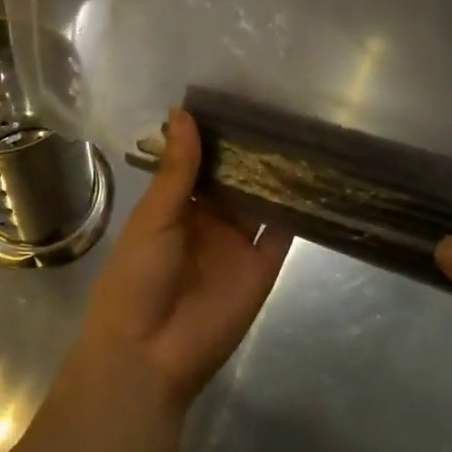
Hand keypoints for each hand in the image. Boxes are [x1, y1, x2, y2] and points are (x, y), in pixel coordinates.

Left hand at [72, 109, 292, 414]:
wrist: (149, 352)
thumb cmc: (137, 276)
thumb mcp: (154, 216)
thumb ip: (177, 169)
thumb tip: (183, 112)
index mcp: (175, 207)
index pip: (200, 163)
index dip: (214, 136)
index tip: (236, 99)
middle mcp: (209, 220)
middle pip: (234, 178)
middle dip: (250, 150)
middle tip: (277, 106)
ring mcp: (238, 242)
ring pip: (261, 199)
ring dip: (275, 173)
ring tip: (300, 130)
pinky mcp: (264, 266)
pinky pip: (283, 231)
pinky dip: (297, 207)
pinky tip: (313, 174)